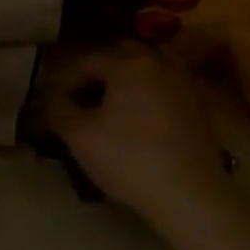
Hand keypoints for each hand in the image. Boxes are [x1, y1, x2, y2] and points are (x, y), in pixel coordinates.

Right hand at [44, 42, 228, 221]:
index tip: (51, 102)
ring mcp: (185, 83)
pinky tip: (139, 117)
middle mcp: (160, 63)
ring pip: (148, 68)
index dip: (64, 80)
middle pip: (121, 55)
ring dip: (126, 79)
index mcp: (129, 64)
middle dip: (98, 71)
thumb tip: (50, 98)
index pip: (87, 61)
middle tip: (80, 96)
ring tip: (110, 104)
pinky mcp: (199, 106)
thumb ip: (59, 109)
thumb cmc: (129, 159)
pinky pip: (165, 87)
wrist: (189, 194)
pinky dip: (148, 93)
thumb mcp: (80, 136)